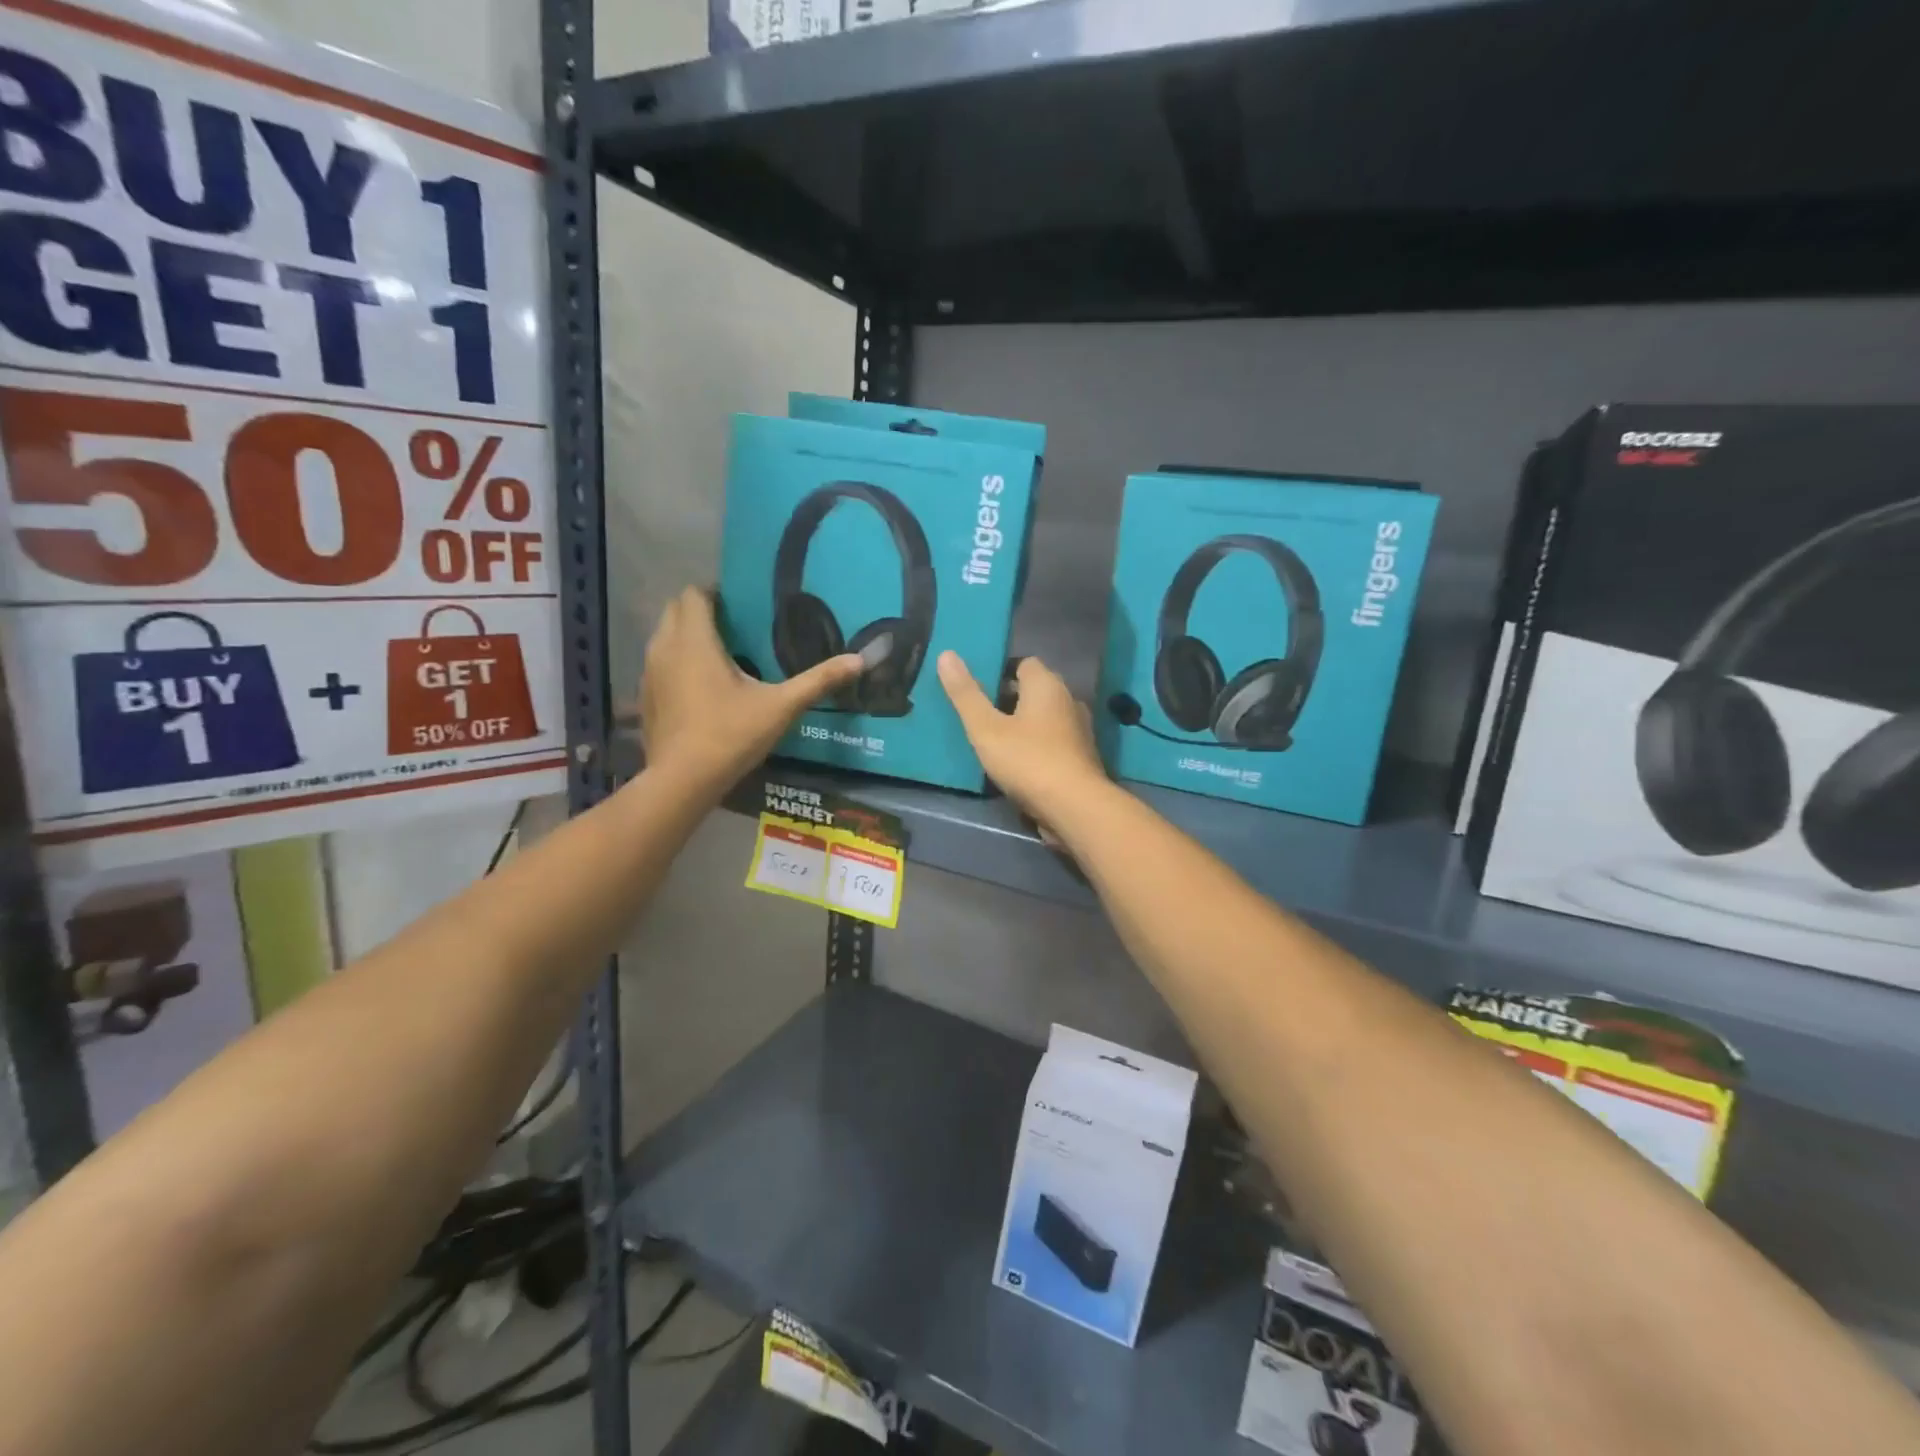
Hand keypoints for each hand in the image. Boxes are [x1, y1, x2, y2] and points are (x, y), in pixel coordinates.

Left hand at [639, 587, 862, 794]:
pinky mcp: (645, 697)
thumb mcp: (781, 707)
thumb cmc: (731, 735)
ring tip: (722, 653)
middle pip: (676, 610)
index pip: (694, 594)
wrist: (682, 780)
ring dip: (687, 636)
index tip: (743, 605)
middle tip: (737, 626)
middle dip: (702, 611)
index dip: (716, 593)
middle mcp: (665, 648)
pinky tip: (702, 687)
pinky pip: (660, 664)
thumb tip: (860, 660)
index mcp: (695, 641)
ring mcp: (650, 673)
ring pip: (665, 637)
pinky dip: (677, 663)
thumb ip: (818, 681)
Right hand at [937, 652, 1107, 830]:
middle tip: (982, 714)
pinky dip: (1038, 744)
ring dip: (1025, 723)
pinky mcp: (1082, 756)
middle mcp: (1068, 699)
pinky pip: (1055, 740)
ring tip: (997, 739)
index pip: (1024, 663)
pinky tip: (1020, 762)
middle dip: (1011, 698)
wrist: (1075, 807)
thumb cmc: (1028, 760)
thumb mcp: (986, 729)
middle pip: (1036, 689)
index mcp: (1046, 685)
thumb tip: (946, 654)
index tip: (979, 689)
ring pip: (1046, 717)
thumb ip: (966, 694)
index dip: (1001, 672)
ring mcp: (1080, 729)